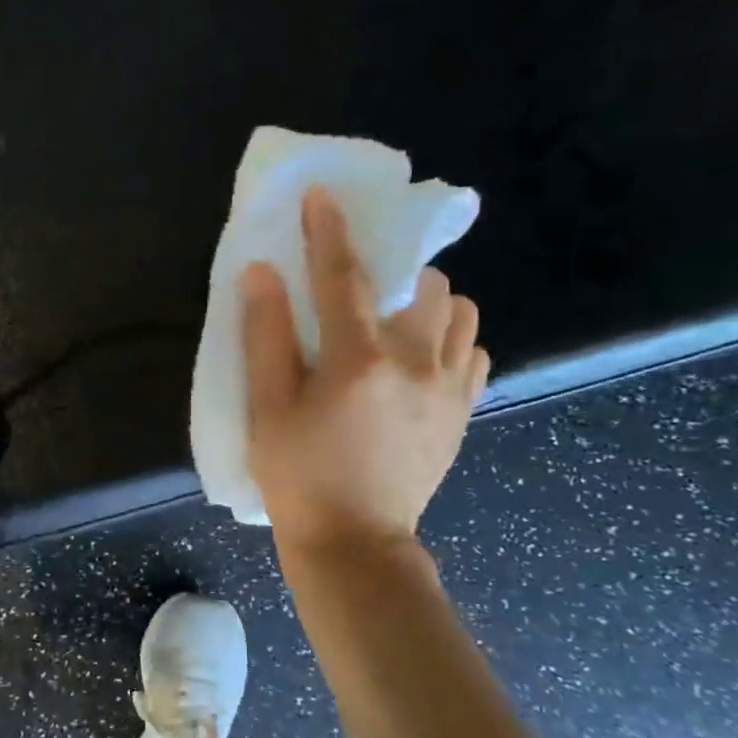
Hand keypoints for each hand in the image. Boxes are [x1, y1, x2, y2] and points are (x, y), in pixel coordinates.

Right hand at [239, 186, 488, 559]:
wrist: (354, 543)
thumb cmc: (297, 476)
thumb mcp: (267, 408)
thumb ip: (265, 336)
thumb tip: (261, 273)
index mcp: (359, 360)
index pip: (343, 277)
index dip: (329, 231)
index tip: (324, 195)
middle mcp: (417, 362)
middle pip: (425, 284)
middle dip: (395, 268)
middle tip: (363, 284)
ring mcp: (449, 388)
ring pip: (462, 313)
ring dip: (430, 302)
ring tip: (396, 321)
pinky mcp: (462, 412)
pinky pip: (475, 353)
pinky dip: (451, 340)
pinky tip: (419, 360)